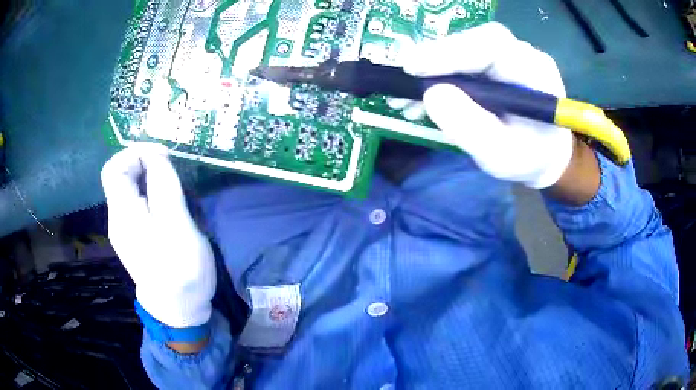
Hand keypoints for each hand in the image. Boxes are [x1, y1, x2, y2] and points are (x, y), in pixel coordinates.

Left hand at [101, 143, 215, 327]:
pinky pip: (137, 204)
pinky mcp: (135, 238)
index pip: (114, 168)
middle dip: (144, 164)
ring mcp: (125, 230)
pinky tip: (167, 206)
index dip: (135, 152)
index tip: (163, 156)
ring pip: (129, 190)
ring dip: (149, 178)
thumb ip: (163, 185)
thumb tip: (155, 154)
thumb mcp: (176, 223)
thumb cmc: (179, 268)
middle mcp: (118, 218)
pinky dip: (150, 194)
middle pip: (121, 177)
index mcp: (123, 213)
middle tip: (171, 170)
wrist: (178, 309)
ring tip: (173, 187)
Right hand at [391, 22, 573, 188]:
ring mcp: (507, 55)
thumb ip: (470, 127)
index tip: (413, 68)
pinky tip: (422, 95)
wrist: (544, 154)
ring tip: (408, 97)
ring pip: (463, 48)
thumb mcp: (501, 155)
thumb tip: (431, 93)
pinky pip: (461, 58)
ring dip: (431, 68)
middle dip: (435, 59)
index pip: (492, 46)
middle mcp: (522, 54)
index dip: (450, 52)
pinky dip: (437, 74)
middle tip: (405, 81)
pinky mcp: (493, 62)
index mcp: (535, 73)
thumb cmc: (528, 157)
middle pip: (473, 42)